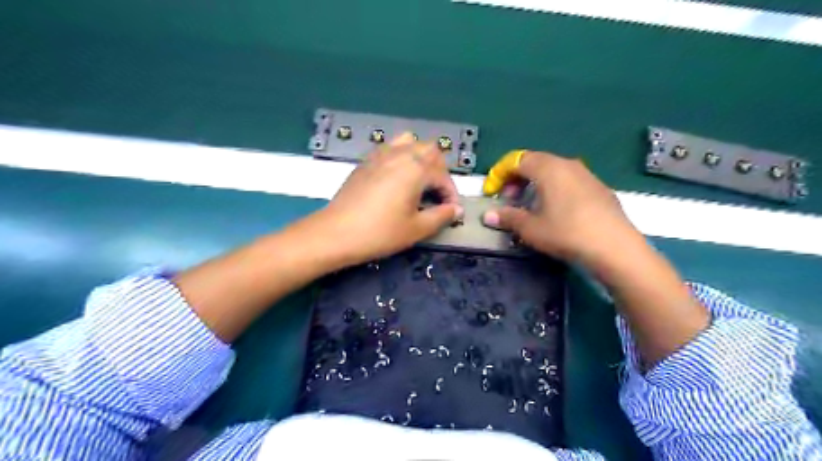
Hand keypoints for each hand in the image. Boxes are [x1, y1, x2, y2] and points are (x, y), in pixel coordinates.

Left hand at [305, 131, 465, 266]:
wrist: (336, 233)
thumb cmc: (380, 232)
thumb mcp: (417, 229)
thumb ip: (441, 216)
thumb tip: (456, 209)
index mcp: (415, 169)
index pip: (443, 175)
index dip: (451, 193)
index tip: (451, 211)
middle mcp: (399, 154)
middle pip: (429, 149)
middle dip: (439, 170)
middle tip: (437, 194)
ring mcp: (380, 155)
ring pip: (409, 142)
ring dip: (420, 158)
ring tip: (419, 180)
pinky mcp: (366, 162)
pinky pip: (390, 148)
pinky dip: (401, 157)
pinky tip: (397, 180)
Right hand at [483, 151, 642, 267]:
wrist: (615, 248)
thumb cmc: (566, 233)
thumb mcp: (531, 228)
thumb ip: (507, 218)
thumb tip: (488, 216)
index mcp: (548, 168)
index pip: (516, 160)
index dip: (499, 174)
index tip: (492, 193)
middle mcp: (568, 164)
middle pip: (535, 162)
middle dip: (516, 179)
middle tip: (509, 200)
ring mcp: (587, 175)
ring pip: (553, 171)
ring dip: (535, 184)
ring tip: (530, 206)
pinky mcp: (599, 188)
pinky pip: (569, 181)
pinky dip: (554, 190)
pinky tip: (555, 211)